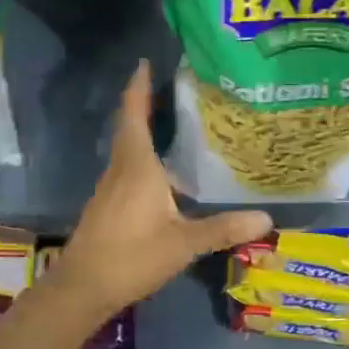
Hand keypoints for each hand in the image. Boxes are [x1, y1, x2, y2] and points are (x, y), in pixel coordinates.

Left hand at [48, 62, 271, 317]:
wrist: (82, 287)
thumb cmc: (131, 256)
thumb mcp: (183, 243)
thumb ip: (223, 228)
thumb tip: (266, 218)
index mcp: (136, 166)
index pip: (134, 114)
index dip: (139, 86)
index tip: (145, 61)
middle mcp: (120, 169)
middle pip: (129, 127)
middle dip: (144, 104)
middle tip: (170, 87)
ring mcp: (110, 188)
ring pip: (128, 150)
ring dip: (144, 131)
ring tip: (174, 124)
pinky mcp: (107, 206)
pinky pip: (127, 169)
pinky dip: (144, 158)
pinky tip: (163, 174)